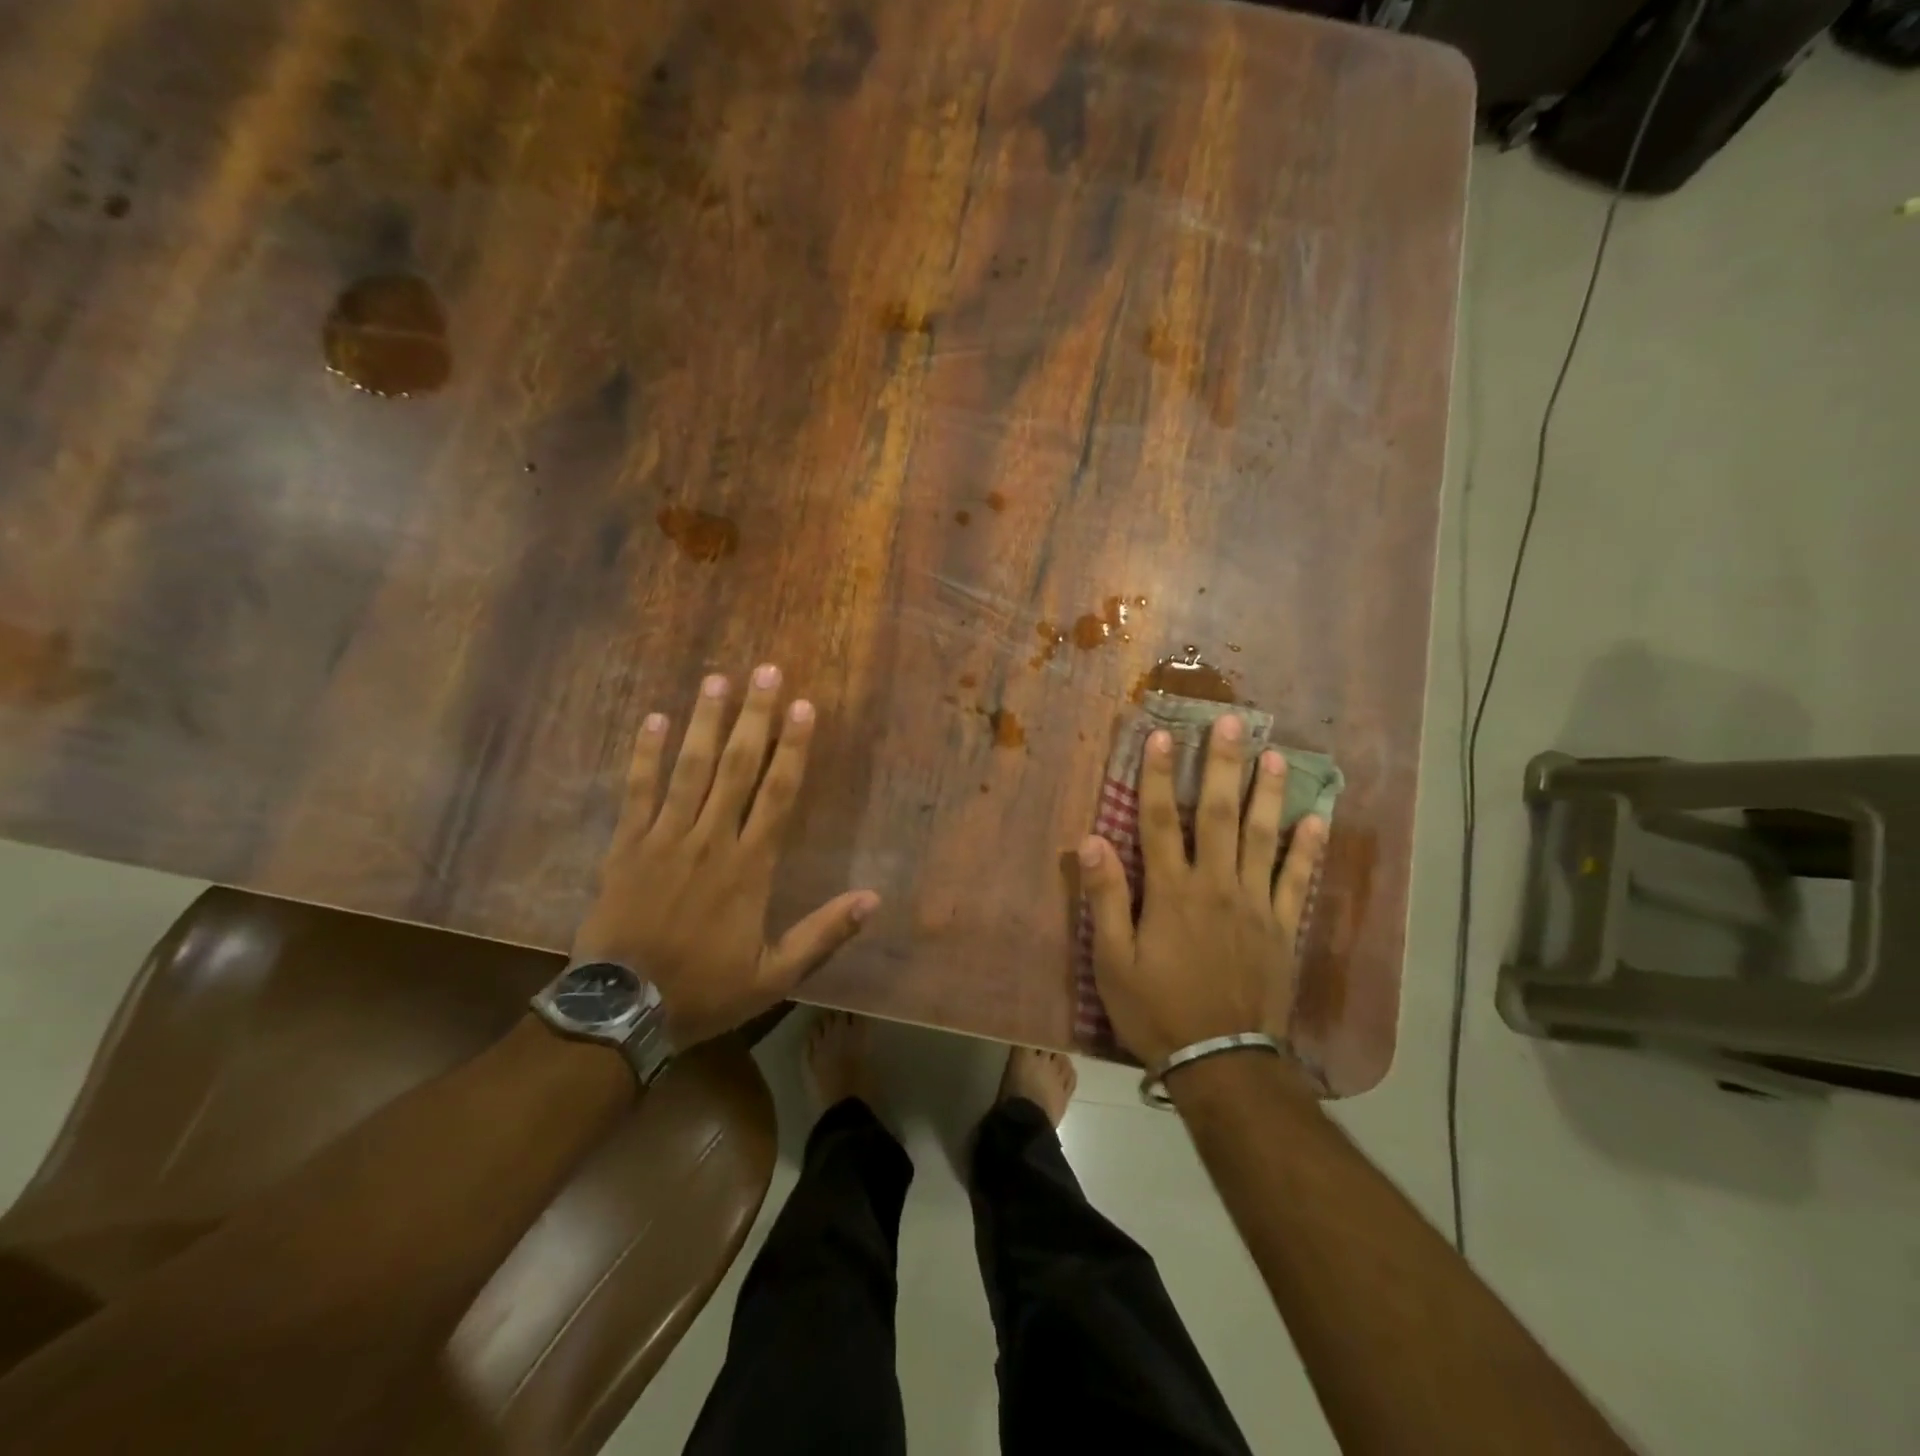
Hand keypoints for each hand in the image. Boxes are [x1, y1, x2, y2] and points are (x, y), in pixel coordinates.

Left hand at [571, 666, 879, 1046]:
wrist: (621, 1011)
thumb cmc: (705, 990)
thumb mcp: (775, 974)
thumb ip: (824, 933)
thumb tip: (873, 899)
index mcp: (749, 866)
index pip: (778, 794)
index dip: (793, 748)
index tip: (804, 707)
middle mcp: (710, 840)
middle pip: (736, 766)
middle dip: (754, 717)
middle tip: (765, 671)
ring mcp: (664, 838)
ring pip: (690, 769)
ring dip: (705, 721)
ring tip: (717, 679)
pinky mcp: (625, 846)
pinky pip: (637, 791)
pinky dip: (646, 754)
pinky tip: (656, 719)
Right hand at [1079, 715, 1326, 1069]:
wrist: (1221, 1061)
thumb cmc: (1157, 1009)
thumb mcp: (1113, 960)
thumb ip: (1106, 898)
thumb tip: (1091, 841)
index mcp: (1171, 891)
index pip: (1159, 820)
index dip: (1158, 776)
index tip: (1162, 736)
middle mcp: (1216, 885)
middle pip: (1218, 815)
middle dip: (1222, 766)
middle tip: (1233, 723)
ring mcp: (1256, 904)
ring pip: (1263, 838)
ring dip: (1268, 794)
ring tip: (1277, 755)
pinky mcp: (1283, 927)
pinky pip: (1298, 881)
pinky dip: (1308, 849)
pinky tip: (1317, 819)